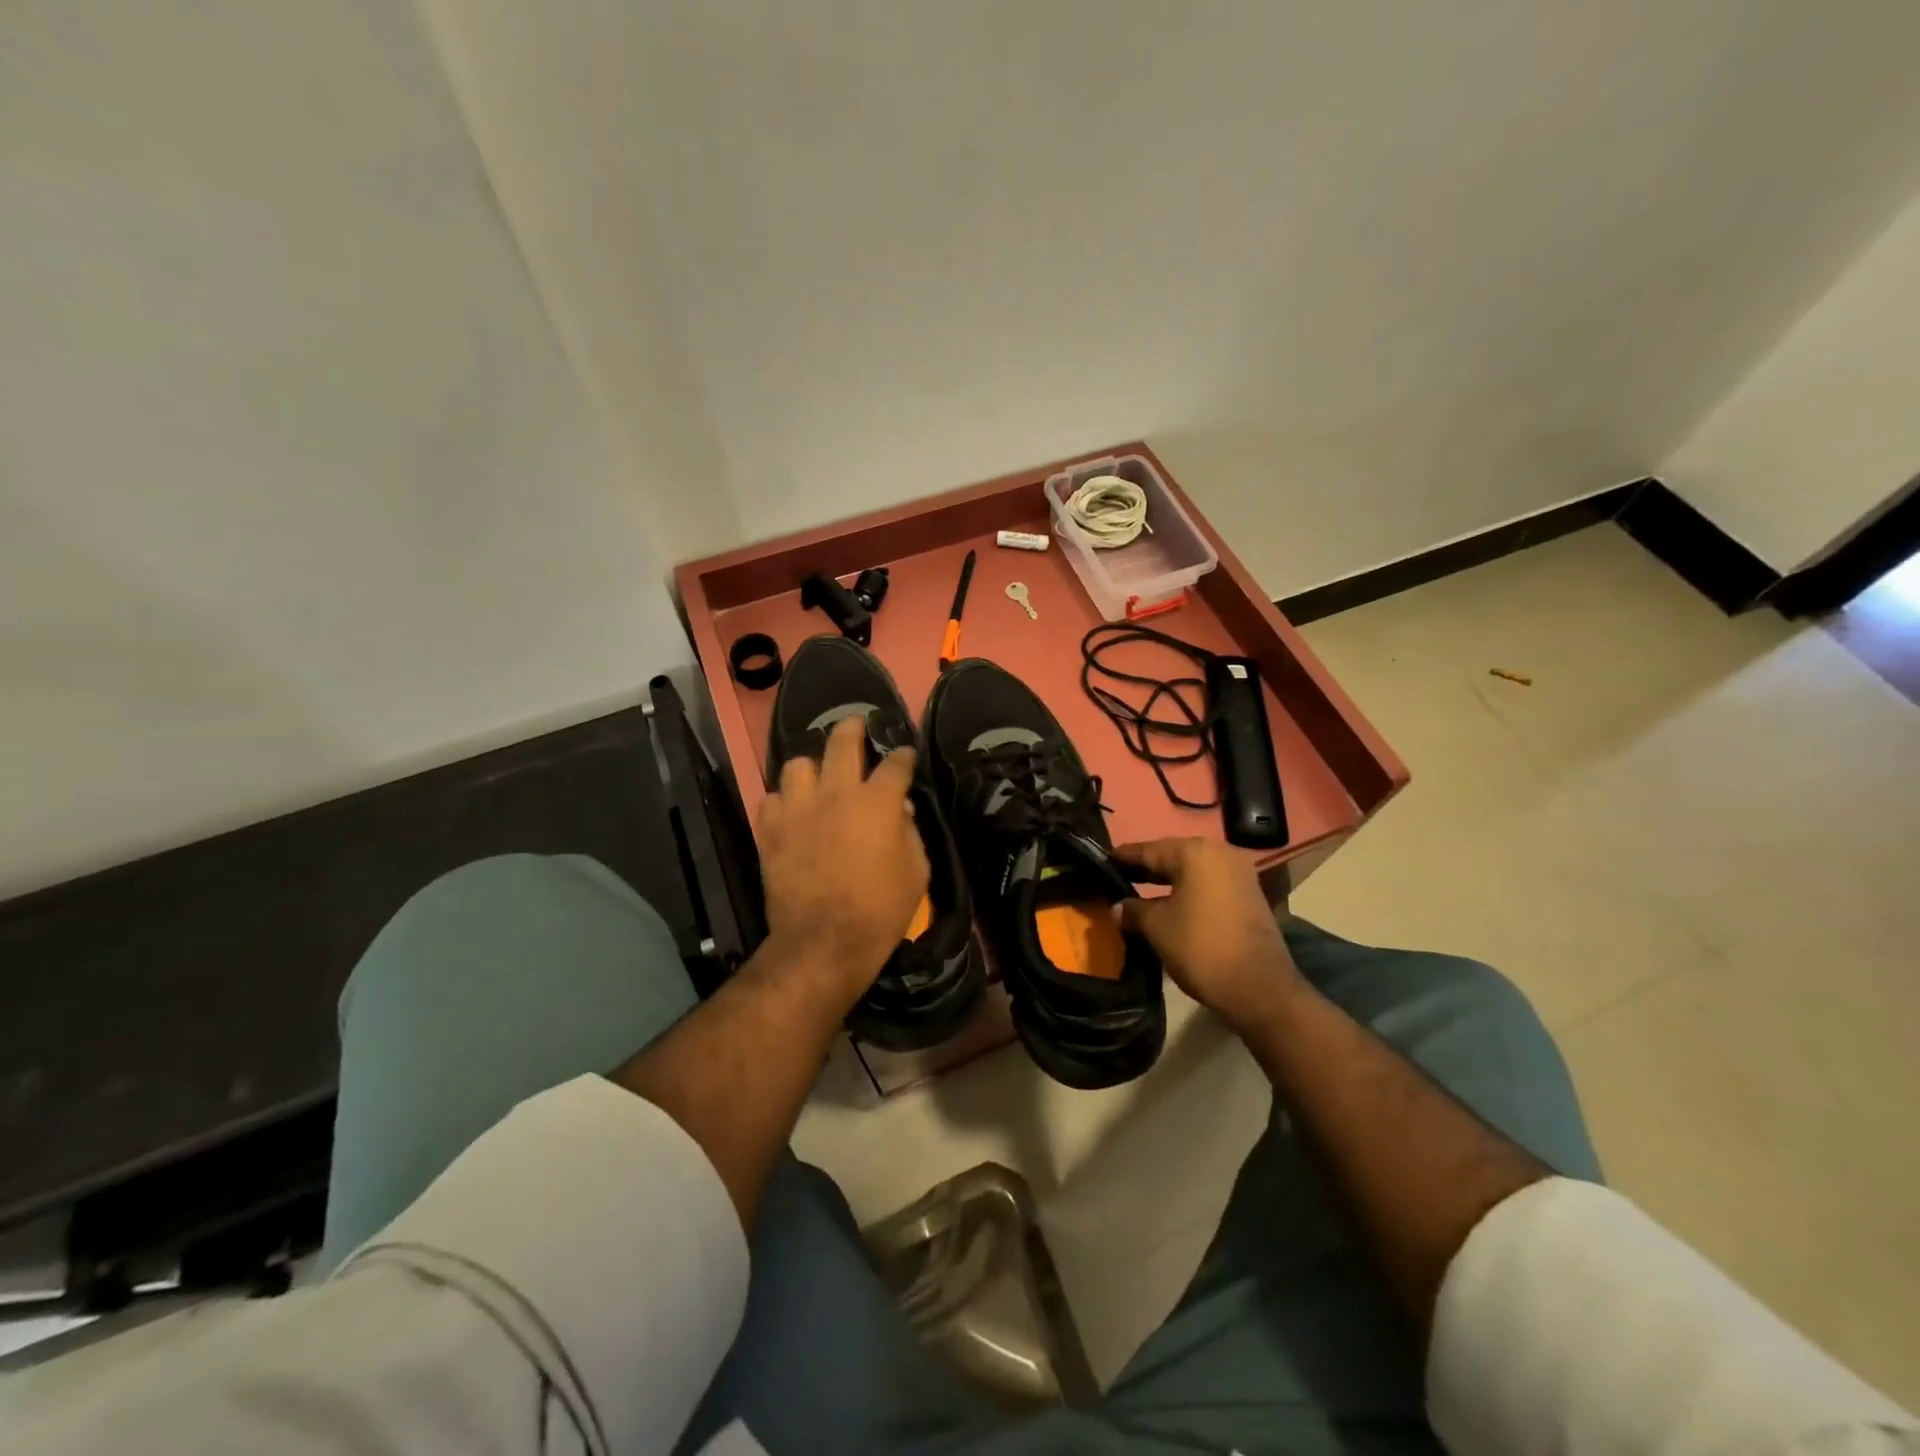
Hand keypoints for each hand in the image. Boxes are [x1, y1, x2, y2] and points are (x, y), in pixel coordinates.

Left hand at [756, 716, 929, 1007]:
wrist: (824, 942)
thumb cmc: (880, 910)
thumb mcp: (916, 872)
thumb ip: (910, 832)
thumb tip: (901, 809)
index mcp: (877, 802)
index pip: (896, 763)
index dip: (903, 755)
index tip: (905, 754)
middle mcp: (836, 793)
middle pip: (842, 741)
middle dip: (853, 727)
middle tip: (855, 725)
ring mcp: (798, 809)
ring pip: (798, 764)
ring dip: (811, 768)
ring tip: (817, 778)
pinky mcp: (771, 830)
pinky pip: (771, 798)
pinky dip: (784, 801)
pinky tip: (792, 812)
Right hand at [1116, 837, 1301, 1031]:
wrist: (1259, 988)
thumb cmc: (1200, 947)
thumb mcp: (1156, 927)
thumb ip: (1133, 910)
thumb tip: (1118, 907)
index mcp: (1195, 852)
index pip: (1148, 850)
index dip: (1122, 858)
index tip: (1100, 862)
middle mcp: (1219, 853)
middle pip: (1172, 857)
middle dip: (1144, 870)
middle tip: (1115, 879)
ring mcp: (1239, 874)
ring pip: (1191, 872)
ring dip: (1165, 883)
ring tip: (1137, 894)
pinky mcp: (1248, 896)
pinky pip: (1207, 886)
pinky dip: (1186, 892)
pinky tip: (1167, 906)